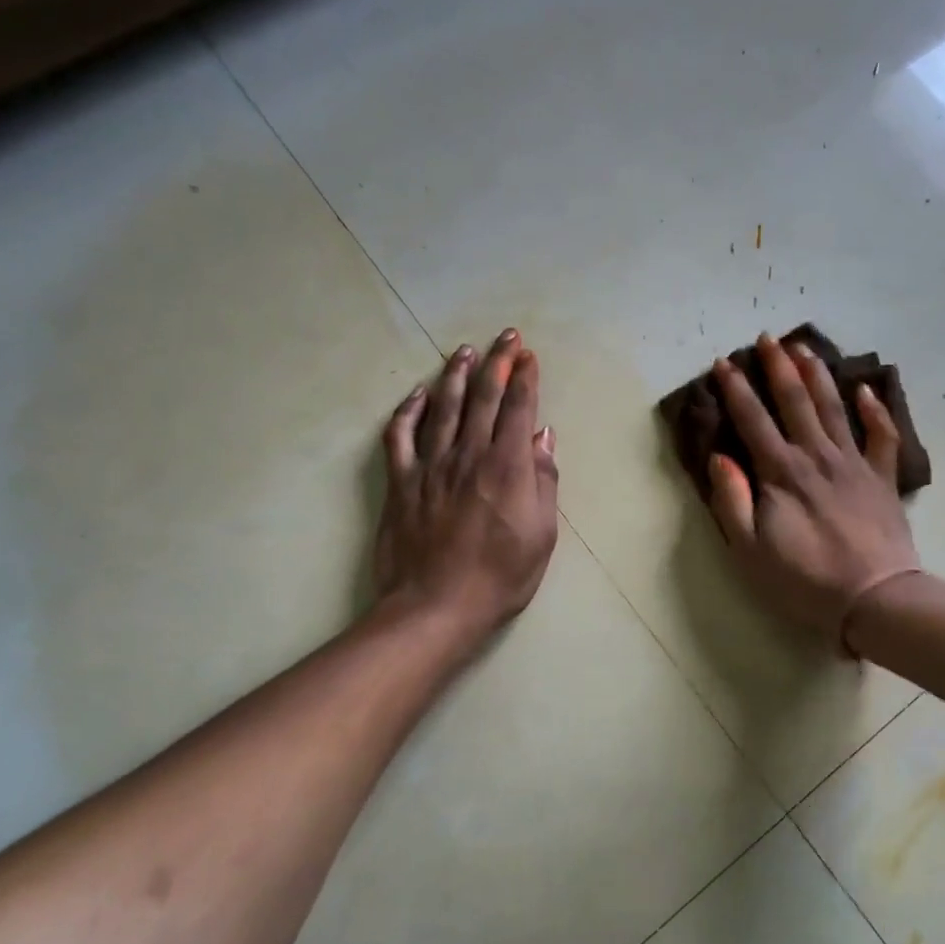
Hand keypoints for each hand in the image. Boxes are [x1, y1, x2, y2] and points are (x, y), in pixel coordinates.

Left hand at [375, 330, 558, 638]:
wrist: (436, 606)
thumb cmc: (500, 576)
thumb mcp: (542, 533)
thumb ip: (543, 480)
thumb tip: (543, 436)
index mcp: (507, 466)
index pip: (519, 408)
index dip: (525, 377)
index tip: (529, 355)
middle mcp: (468, 454)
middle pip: (484, 397)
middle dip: (498, 362)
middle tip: (506, 337)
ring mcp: (430, 465)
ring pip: (444, 407)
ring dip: (456, 375)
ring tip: (465, 351)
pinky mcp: (400, 482)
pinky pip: (400, 436)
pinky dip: (408, 410)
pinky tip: (417, 394)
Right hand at [707, 333, 919, 648]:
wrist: (875, 599)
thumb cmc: (805, 580)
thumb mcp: (750, 550)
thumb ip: (731, 500)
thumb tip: (719, 457)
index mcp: (781, 473)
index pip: (753, 420)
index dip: (735, 389)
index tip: (723, 363)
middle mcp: (817, 456)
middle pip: (795, 401)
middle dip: (778, 366)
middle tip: (768, 337)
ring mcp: (855, 464)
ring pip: (835, 407)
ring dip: (818, 375)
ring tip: (806, 348)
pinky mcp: (883, 478)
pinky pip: (883, 436)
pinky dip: (876, 410)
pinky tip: (867, 389)